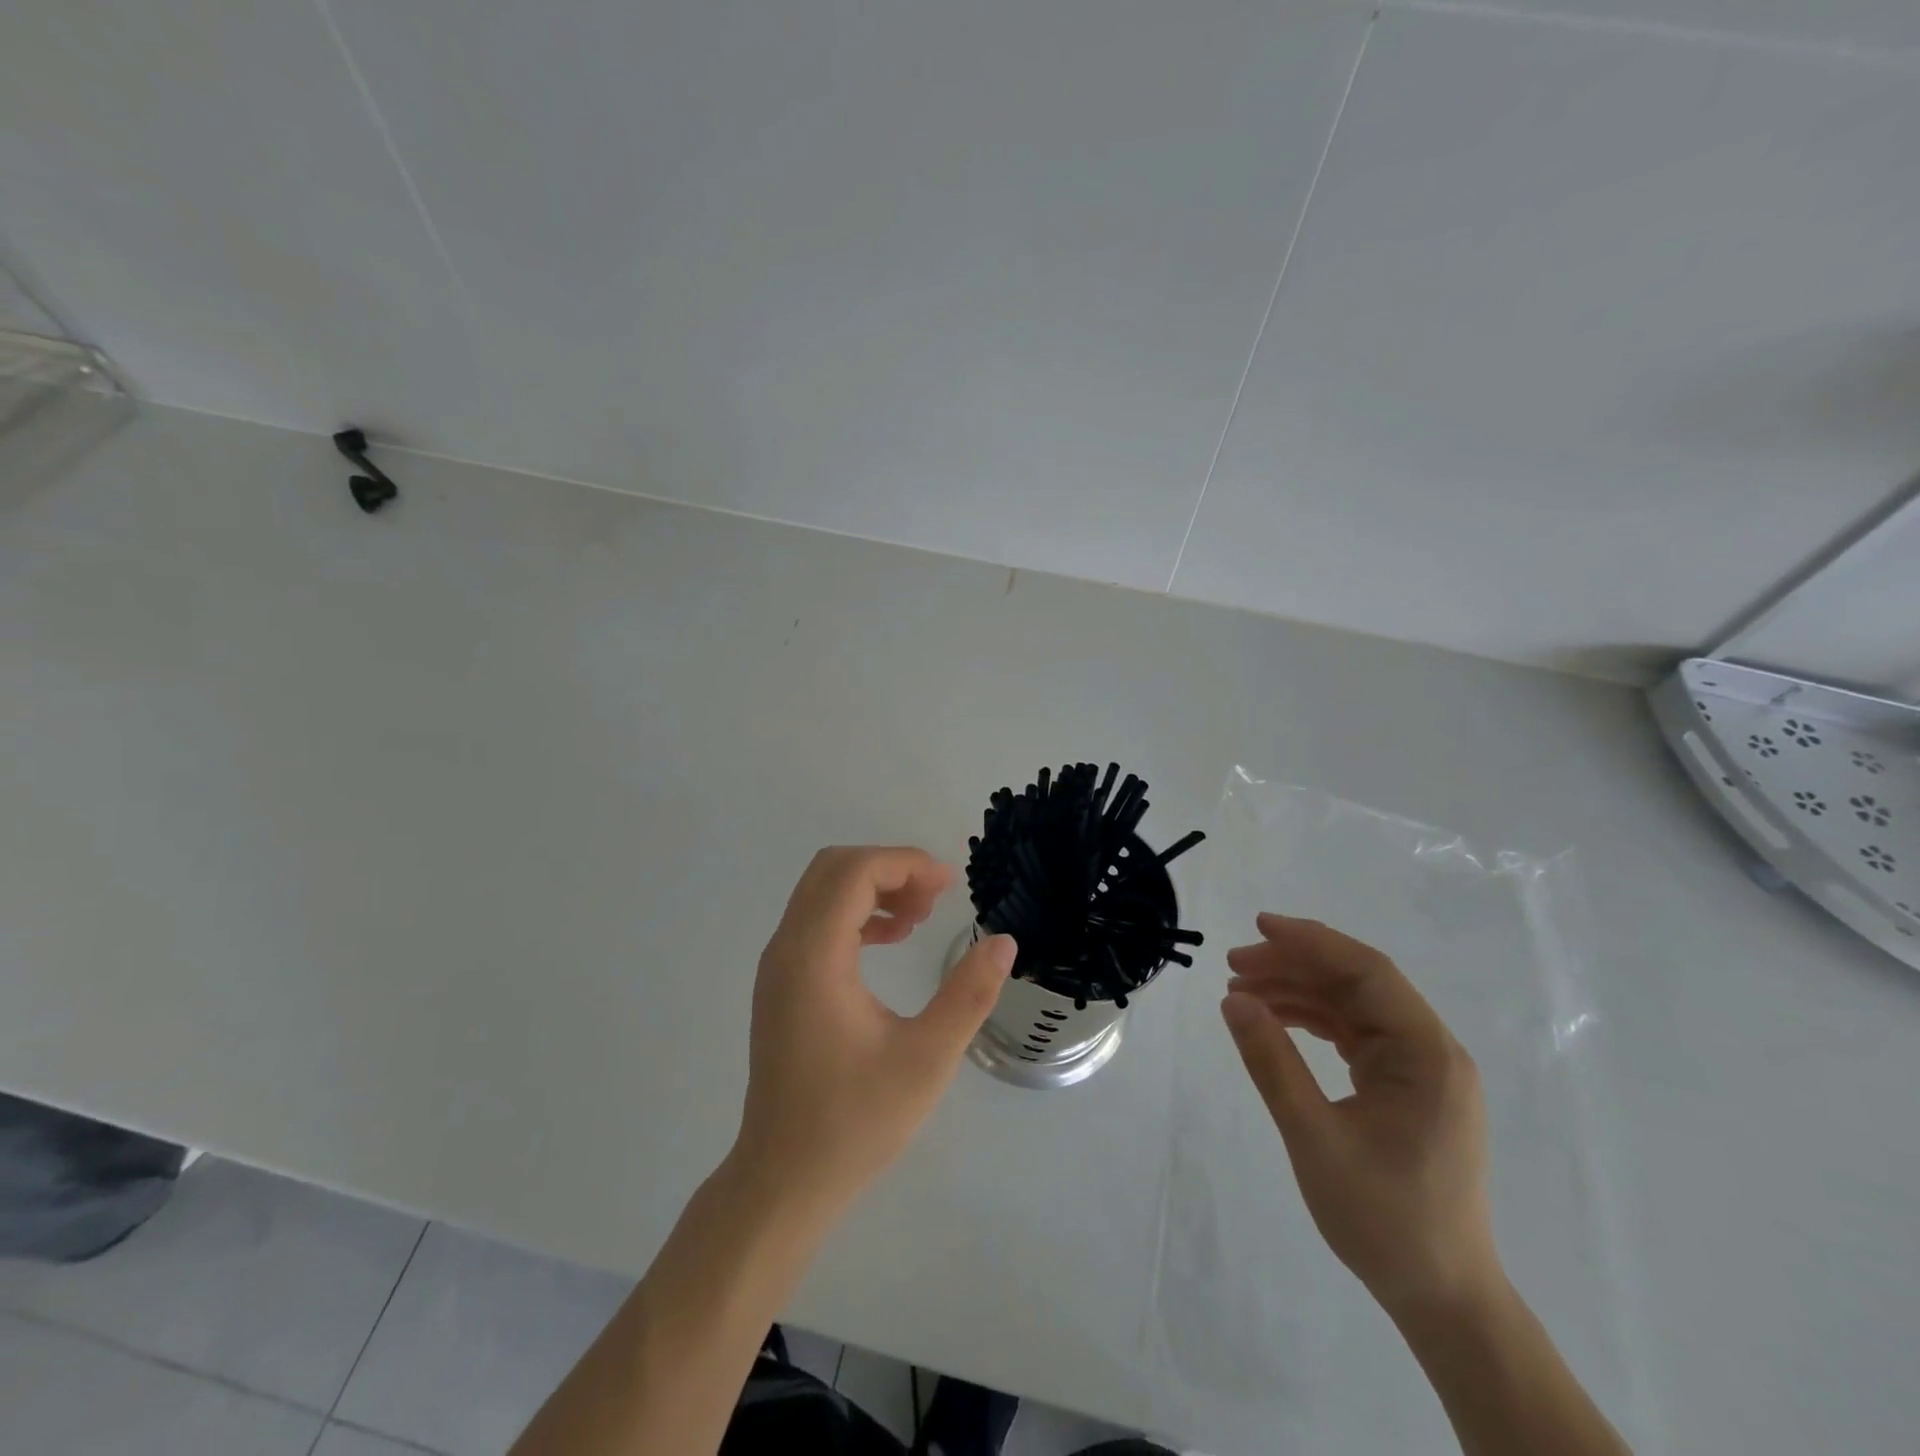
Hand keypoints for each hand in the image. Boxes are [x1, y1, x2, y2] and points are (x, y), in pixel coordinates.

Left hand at [731, 846, 1015, 1217]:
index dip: (904, 863)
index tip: (948, 884)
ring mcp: (778, 966)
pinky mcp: (780, 985)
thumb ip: (968, 995)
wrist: (784, 1180)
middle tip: (935, 897)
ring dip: (871, 889)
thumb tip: (1004, 942)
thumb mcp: (927, 1059)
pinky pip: (816, 921)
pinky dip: (854, 914)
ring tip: (919, 918)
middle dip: (888, 868)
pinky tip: (891, 941)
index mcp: (815, 958)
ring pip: (821, 892)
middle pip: (832, 869)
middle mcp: (786, 949)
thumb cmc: (855, 1121)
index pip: (853, 872)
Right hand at [1220, 913, 1500, 1317]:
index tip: (1258, 927)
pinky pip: (1354, 1034)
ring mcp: (1420, 1069)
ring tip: (1241, 991)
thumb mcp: (1314, 1138)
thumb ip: (1272, 1063)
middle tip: (1235, 965)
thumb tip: (1233, 1000)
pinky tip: (1273, 1020)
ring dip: (1298, 991)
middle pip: (1359, 983)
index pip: (1368, 973)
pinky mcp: (1405, 1087)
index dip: (1312, 942)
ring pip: (1353, 1005)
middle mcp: (1431, 1052)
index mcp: (1427, 1056)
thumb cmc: (1384, 1220)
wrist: (1442, 1297)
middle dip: (1295, 966)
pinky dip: (1312, 1021)